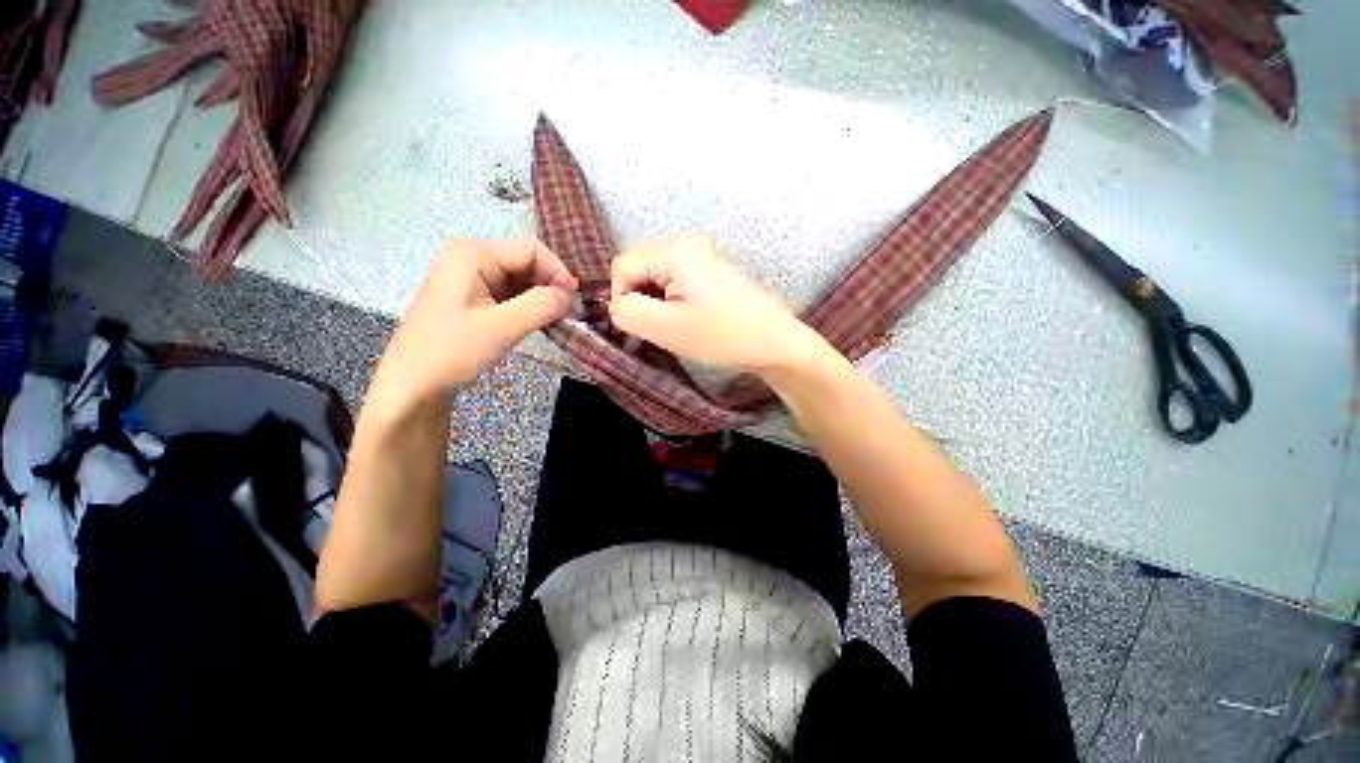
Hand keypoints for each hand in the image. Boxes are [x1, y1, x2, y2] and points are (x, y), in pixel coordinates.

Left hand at [371, 239, 576, 406]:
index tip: (575, 301)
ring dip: (542, 299)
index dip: (558, 272)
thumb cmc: (453, 350)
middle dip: (551, 286)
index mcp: (474, 254)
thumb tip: (571, 296)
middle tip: (569, 314)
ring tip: (558, 321)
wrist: (413, 385)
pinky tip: (539, 324)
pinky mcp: (474, 301)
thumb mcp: (503, 326)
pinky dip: (529, 308)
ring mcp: (472, 280)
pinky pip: (511, 296)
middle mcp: (472, 259)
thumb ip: (542, 305)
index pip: (532, 250)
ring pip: (522, 282)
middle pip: (527, 264)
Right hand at [609, 234, 817, 371]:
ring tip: (673, 334)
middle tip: (654, 335)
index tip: (637, 329)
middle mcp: (688, 245)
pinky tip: (686, 328)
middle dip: (639, 304)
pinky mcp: (712, 277)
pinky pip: (676, 288)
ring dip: (656, 310)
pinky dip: (671, 308)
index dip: (621, 299)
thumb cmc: (723, 335)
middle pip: (640, 272)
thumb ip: (627, 312)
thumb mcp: (666, 327)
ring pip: (657, 283)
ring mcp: (703, 261)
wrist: (776, 344)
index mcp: (675, 249)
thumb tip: (616, 306)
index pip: (622, 266)